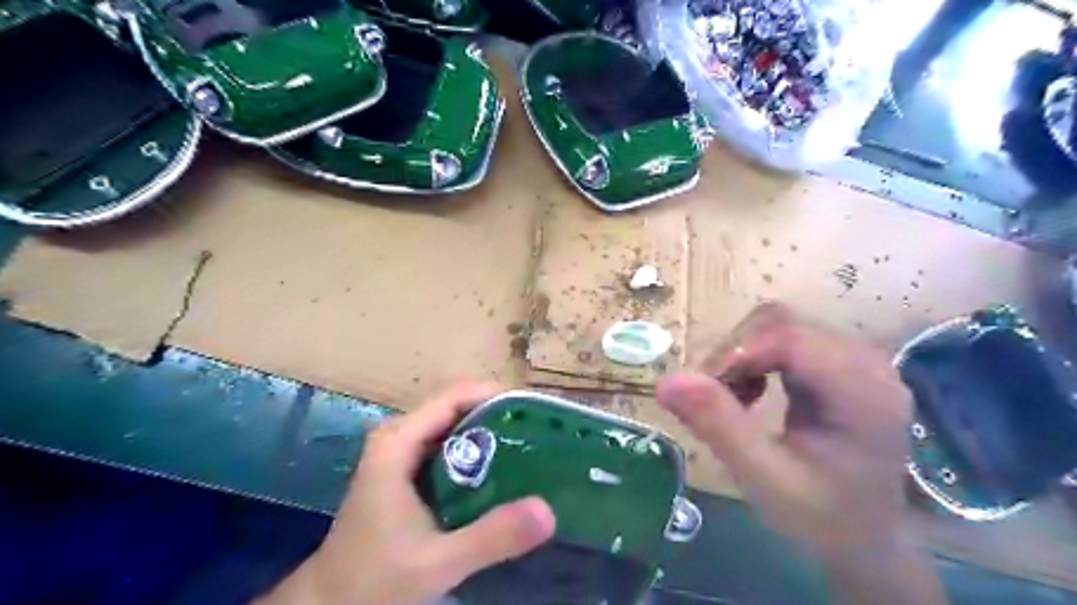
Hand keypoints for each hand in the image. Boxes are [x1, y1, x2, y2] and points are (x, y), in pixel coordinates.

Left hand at [259, 385, 554, 601]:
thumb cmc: (373, 580)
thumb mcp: (437, 562)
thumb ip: (491, 537)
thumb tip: (548, 511)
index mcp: (399, 441)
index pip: (456, 396)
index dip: (497, 395)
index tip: (536, 409)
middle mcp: (399, 436)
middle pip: (458, 407)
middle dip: (500, 414)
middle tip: (542, 431)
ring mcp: (401, 453)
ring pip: (454, 426)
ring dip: (491, 432)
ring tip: (532, 446)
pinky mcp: (405, 471)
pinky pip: (448, 447)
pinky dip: (476, 452)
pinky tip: (503, 472)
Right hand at [652, 304, 944, 601]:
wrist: (865, 536)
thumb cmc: (821, 516)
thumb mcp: (764, 479)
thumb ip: (718, 426)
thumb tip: (666, 382)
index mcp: (861, 390)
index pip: (788, 338)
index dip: (735, 354)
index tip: (700, 390)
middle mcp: (863, 361)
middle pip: (780, 323)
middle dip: (734, 354)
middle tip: (712, 398)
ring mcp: (851, 358)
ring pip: (775, 325)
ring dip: (739, 356)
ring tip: (731, 399)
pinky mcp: (834, 362)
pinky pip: (781, 339)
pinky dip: (751, 360)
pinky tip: (749, 393)